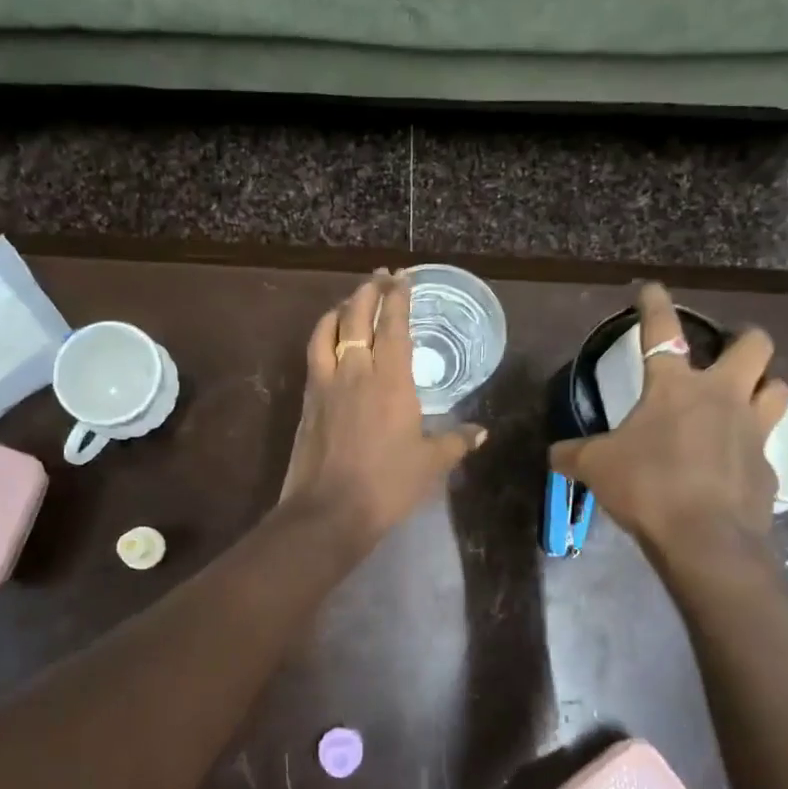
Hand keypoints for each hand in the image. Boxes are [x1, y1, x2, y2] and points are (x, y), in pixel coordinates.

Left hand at [280, 270, 485, 545]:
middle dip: (368, 292)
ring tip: (350, 302)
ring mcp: (326, 384)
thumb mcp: (431, 464)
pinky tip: (329, 341)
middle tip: (379, 278)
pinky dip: (323, 336)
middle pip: (357, 317)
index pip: (394, 327)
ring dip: (340, 309)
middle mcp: (355, 371)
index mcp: (390, 381)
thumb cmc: (387, 485)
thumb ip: (456, 442)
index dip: (398, 299)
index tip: (402, 278)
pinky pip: (314, 354)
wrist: (329, 510)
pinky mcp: (307, 401)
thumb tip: (480, 432)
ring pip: (327, 330)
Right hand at [550, 283, 787, 555]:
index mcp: (675, 387)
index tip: (652, 289)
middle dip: (744, 339)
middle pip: (755, 345)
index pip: (662, 331)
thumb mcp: (596, 467)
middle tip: (727, 350)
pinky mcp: (768, 469)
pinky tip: (733, 463)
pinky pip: (767, 447)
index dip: (654, 305)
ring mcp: (752, 431)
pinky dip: (751, 448)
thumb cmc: (648, 486)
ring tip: (744, 398)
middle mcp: (722, 397)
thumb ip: (573, 454)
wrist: (706, 539)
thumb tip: (554, 454)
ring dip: (763, 387)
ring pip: (777, 389)